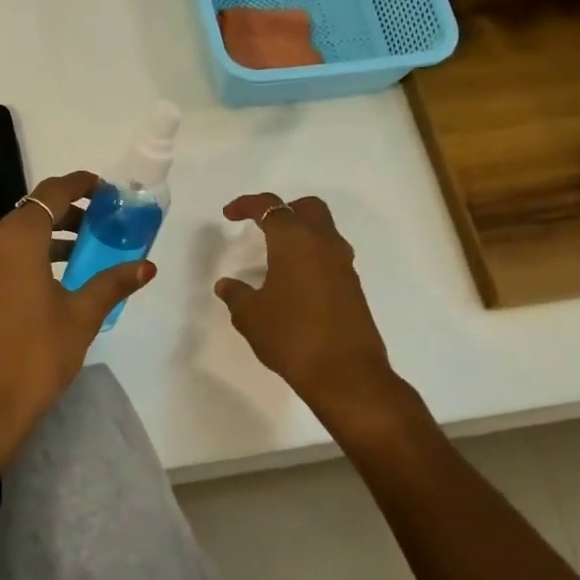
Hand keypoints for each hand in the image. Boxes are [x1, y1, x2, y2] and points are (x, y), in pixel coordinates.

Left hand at [0, 170, 155, 467]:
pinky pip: (5, 258)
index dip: (80, 185)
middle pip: (32, 212)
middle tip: (104, 222)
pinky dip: (32, 256)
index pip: (51, 194)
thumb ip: (112, 284)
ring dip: (51, 236)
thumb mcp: (80, 317)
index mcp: (16, 240)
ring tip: (88, 251)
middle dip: (69, 212)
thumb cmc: (35, 355)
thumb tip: (146, 266)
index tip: (106, 190)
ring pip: (17, 237)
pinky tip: (58, 279)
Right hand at [214, 193, 404, 428]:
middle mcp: (324, 244)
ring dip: (300, 235)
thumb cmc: (291, 336)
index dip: (247, 205)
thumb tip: (226, 285)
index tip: (229, 214)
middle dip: (284, 210)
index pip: (271, 207)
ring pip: (324, 232)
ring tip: (275, 257)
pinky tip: (293, 283)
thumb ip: (236, 295)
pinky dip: (311, 258)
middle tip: (262, 226)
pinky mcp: (353, 288)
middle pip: (308, 209)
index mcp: (295, 241)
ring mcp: (343, 266)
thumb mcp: (250, 316)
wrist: (346, 374)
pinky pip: (329, 257)